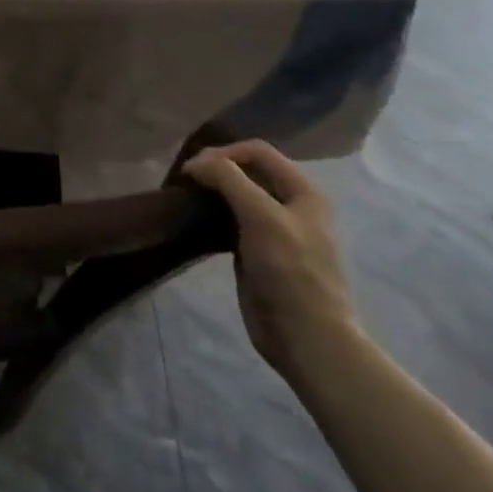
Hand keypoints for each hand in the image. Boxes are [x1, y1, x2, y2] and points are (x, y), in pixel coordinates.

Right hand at [182, 140, 357, 383]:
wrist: (306, 339)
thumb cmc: (290, 271)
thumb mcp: (260, 216)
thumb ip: (228, 179)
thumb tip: (194, 163)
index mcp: (304, 191)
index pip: (258, 151)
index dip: (224, 152)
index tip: (193, 168)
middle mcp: (292, 205)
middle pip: (248, 171)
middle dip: (216, 169)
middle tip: (186, 180)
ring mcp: (275, 230)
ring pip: (238, 196)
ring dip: (212, 191)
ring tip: (186, 196)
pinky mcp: (258, 253)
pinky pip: (233, 222)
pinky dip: (213, 215)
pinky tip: (196, 219)